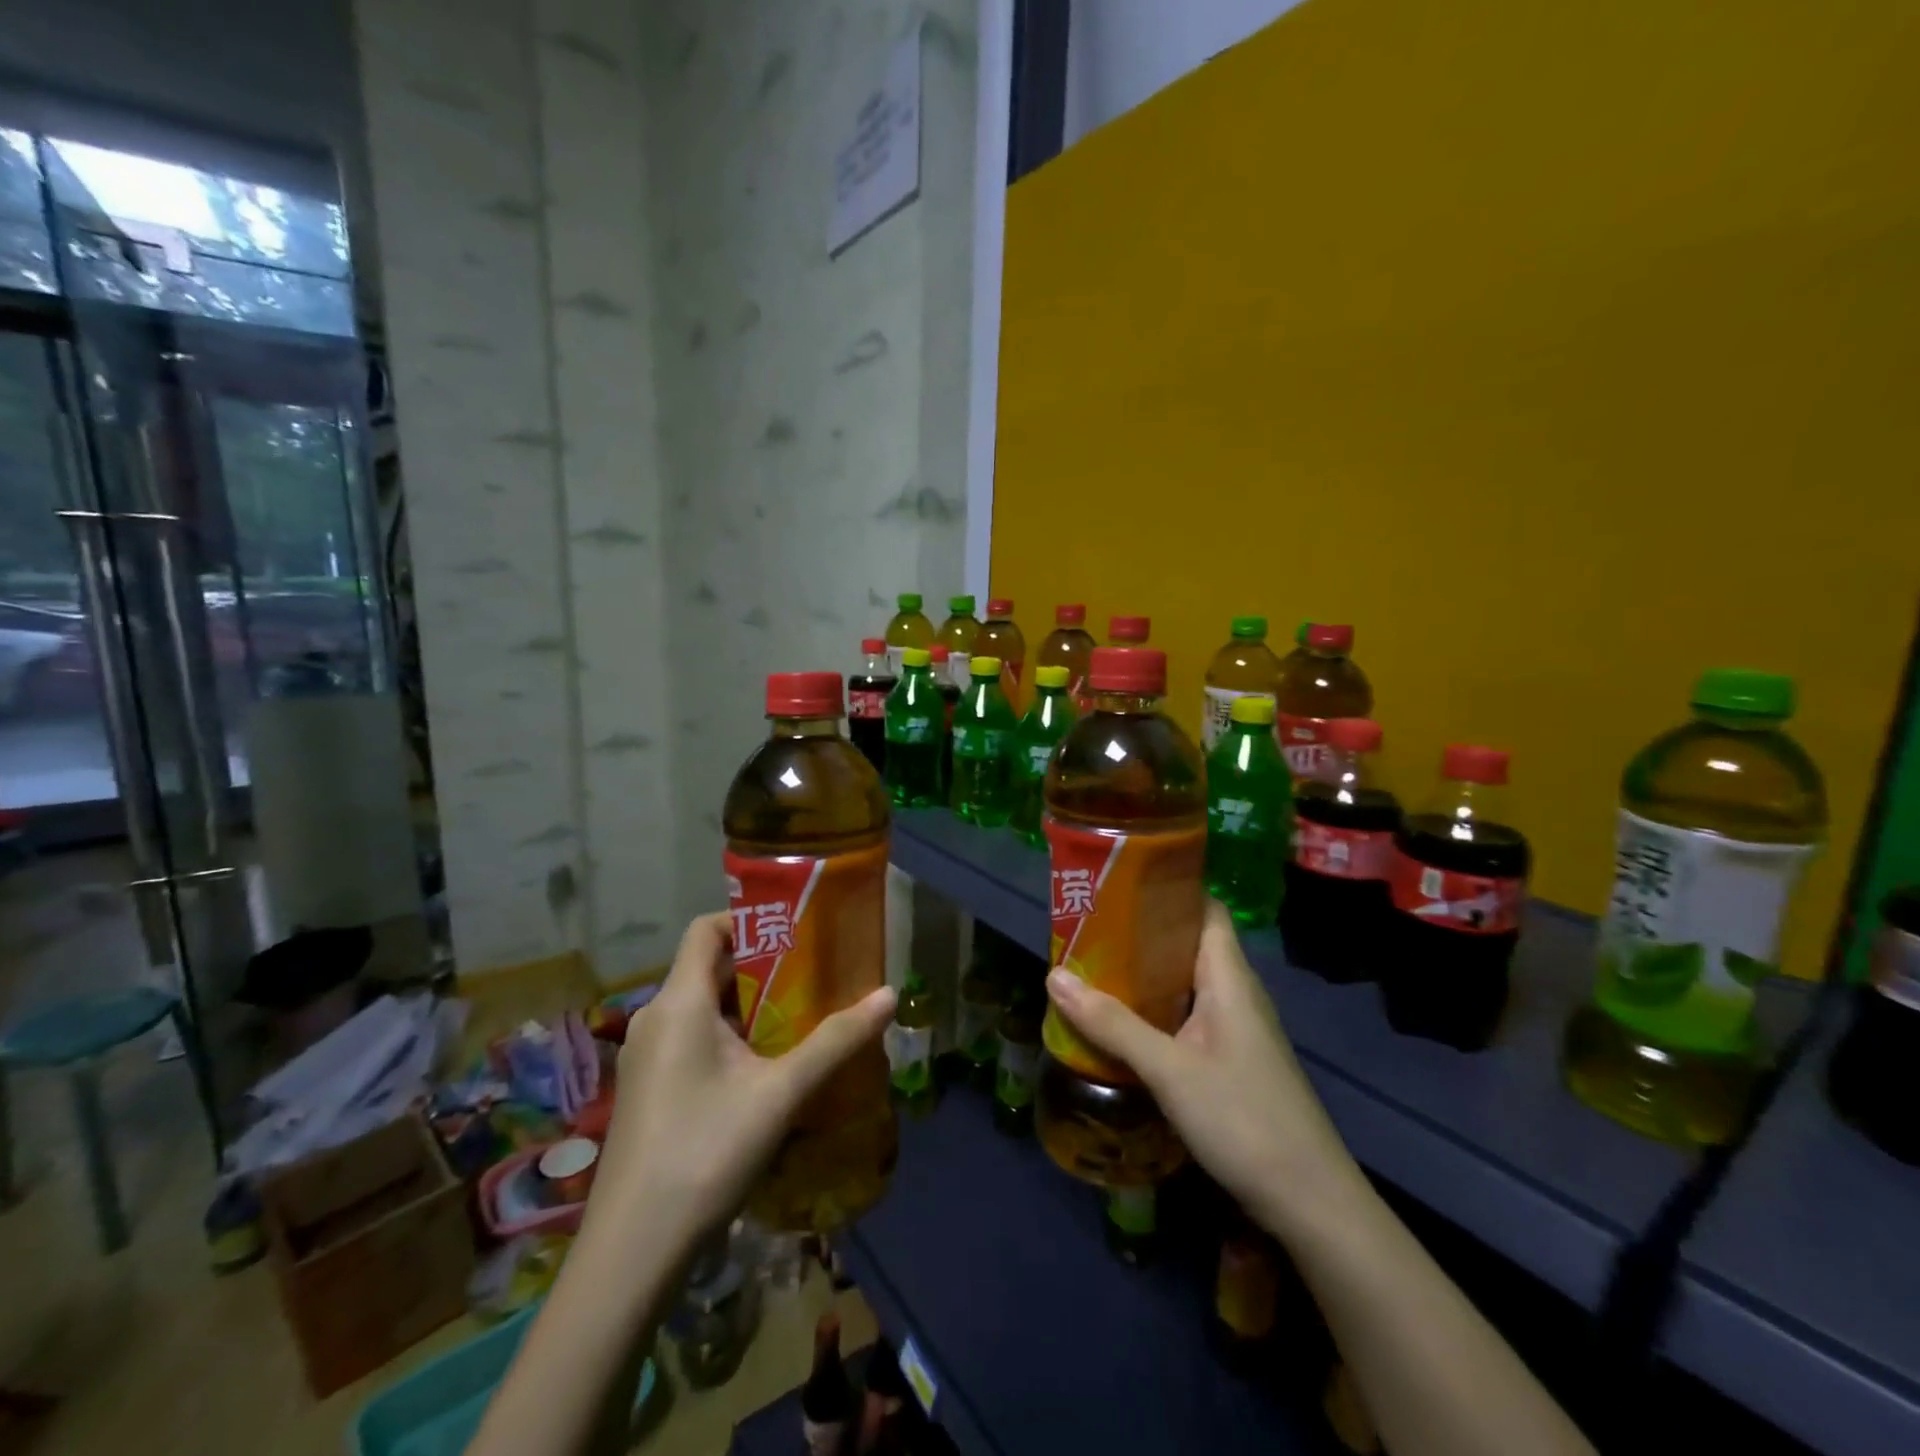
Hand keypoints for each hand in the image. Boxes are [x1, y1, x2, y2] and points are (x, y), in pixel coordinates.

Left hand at [589, 912, 896, 1244]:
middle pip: (709, 967)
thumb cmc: (705, 1153)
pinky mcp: (648, 1088)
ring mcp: (646, 1056)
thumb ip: (836, 1040)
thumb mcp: (781, 1093)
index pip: (706, 928)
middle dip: (763, 965)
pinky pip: (691, 1037)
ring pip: (702, 1006)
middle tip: (814, 972)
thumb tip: (890, 995)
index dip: (749, 919)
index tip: (796, 930)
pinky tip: (765, 1065)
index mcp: (678, 1002)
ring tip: (800, 1014)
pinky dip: (729, 1034)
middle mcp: (655, 1018)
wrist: (632, 1252)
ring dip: (749, 1003)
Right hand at [1046, 900, 1362, 1235]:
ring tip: (1094, 968)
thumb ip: (1112, 1024)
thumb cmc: (1243, 1119)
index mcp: (1229, 978)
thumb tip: (1055, 976)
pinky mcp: (1231, 1061)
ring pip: (1185, 984)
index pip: (1205, 910)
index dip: (1169, 890)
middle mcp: (1235, 994)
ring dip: (1144, 975)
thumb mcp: (1169, 1069)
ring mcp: (1236, 1030)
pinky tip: (1122, 1023)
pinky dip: (1155, 1010)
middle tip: (1090, 928)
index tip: (1120, 883)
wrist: (1309, 1203)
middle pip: (1188, 945)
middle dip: (1141, 934)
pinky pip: (1187, 1017)